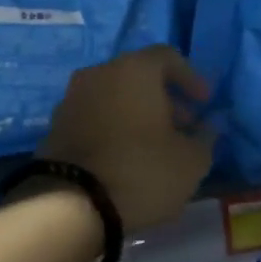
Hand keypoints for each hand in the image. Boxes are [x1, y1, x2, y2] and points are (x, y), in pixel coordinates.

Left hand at [39, 45, 214, 230]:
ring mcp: (72, 98)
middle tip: (183, 127)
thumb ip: (204, 137)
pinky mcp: (55, 125)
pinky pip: (94, 116)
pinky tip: (125, 156)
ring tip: (155, 146)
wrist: (70, 204)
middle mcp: (99, 73)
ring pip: (114, 96)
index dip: (190, 78)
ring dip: (137, 114)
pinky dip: (113, 127)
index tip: (204, 103)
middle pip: (138, 76)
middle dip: (164, 99)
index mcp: (134, 69)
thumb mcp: (191, 161)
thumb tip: (205, 127)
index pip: (167, 56)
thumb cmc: (141, 171)